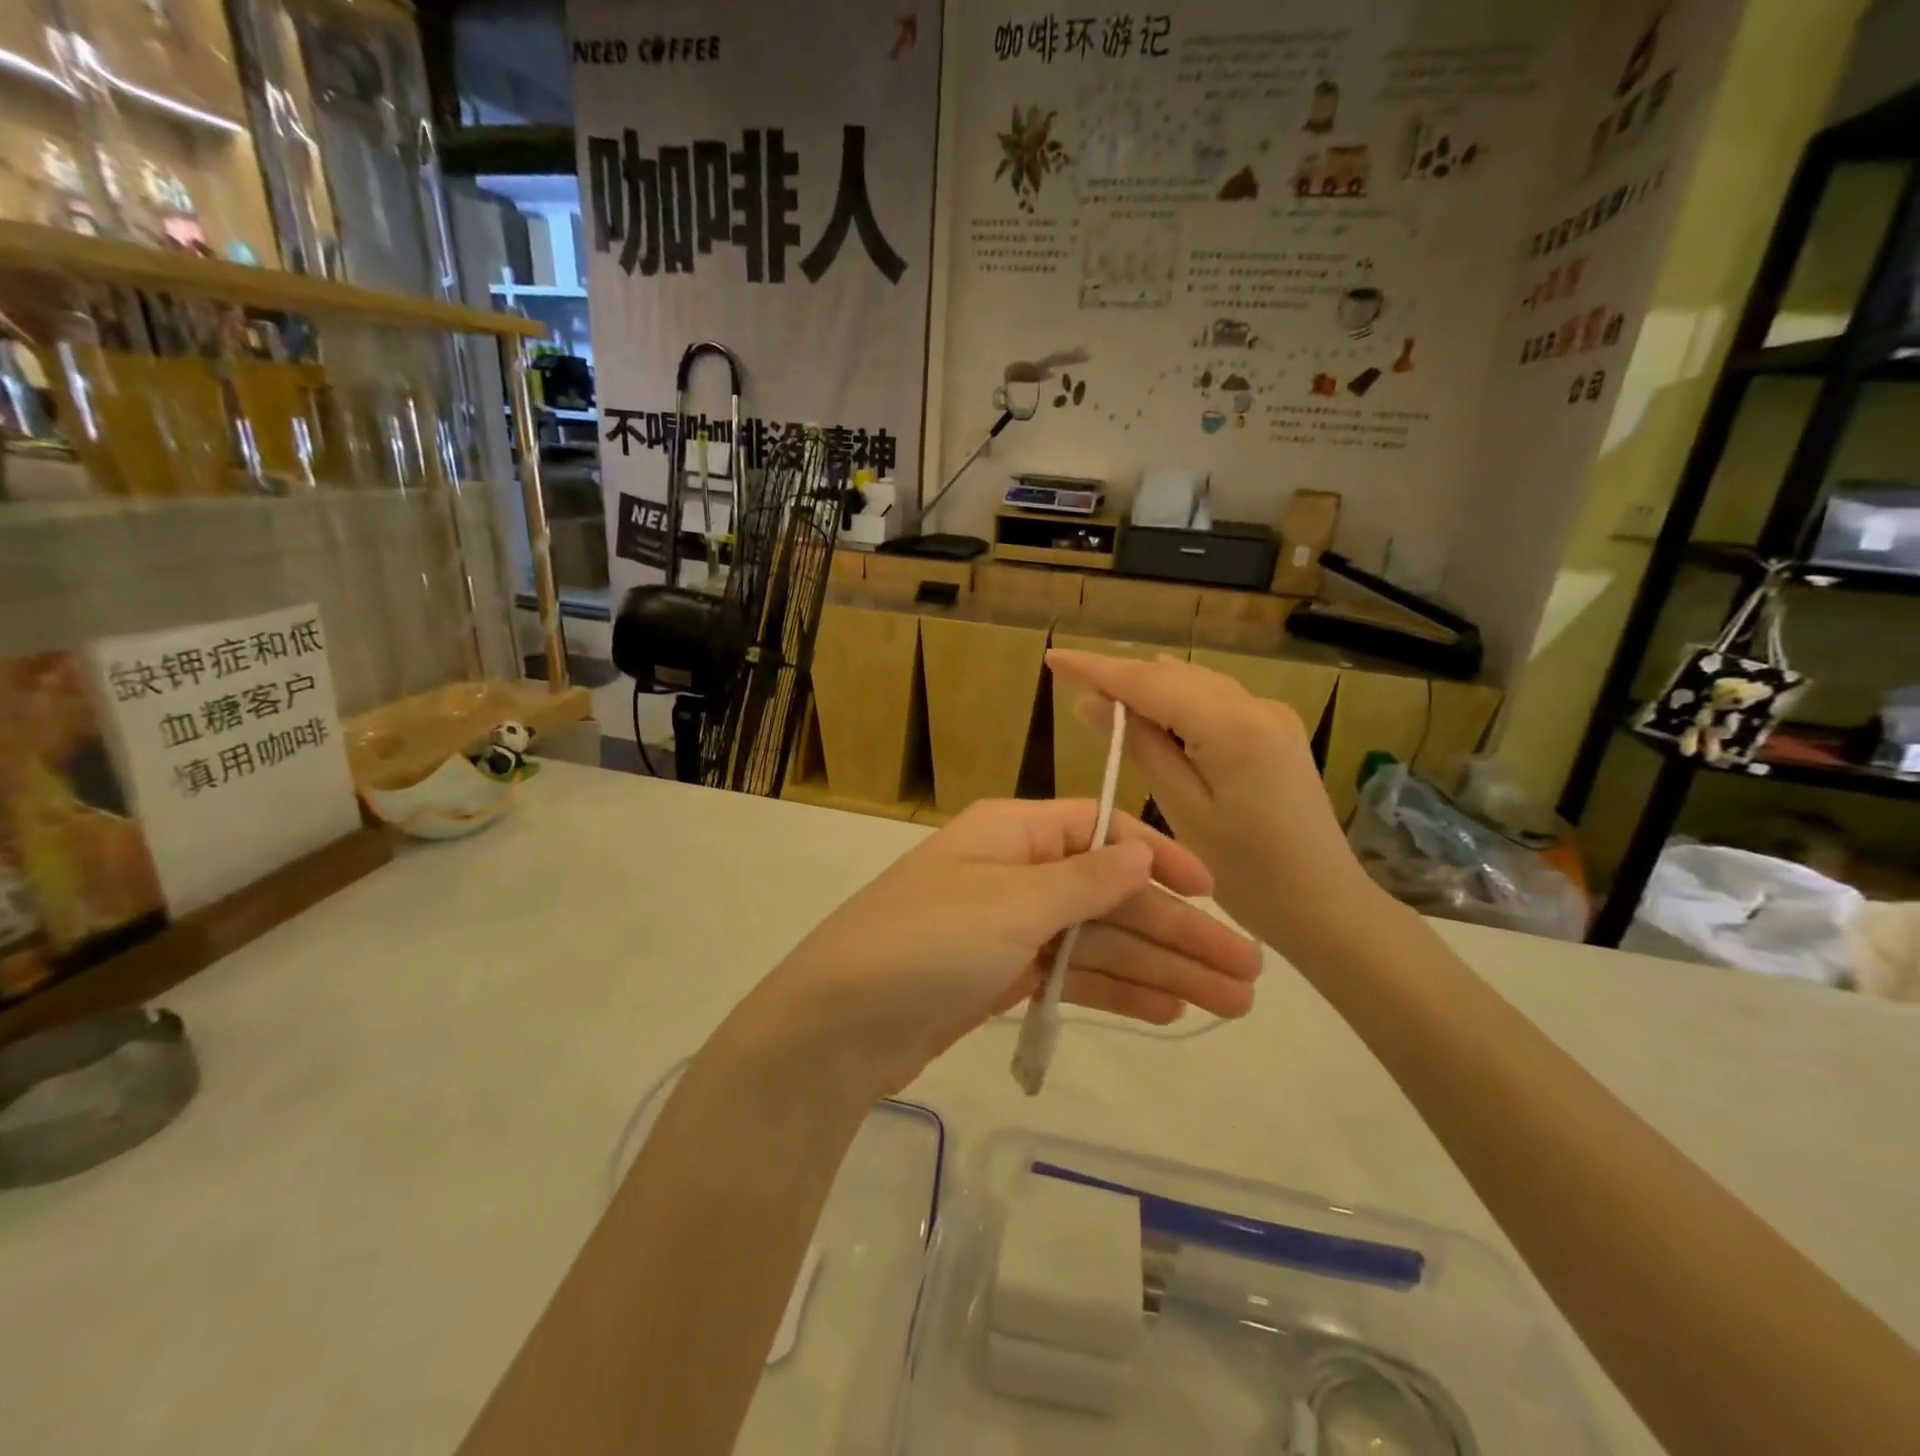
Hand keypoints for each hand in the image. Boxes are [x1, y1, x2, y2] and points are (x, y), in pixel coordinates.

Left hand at [754, 798, 1262, 1096]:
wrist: (839, 1026)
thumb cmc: (927, 943)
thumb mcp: (1010, 903)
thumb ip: (1083, 879)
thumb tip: (1141, 852)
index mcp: (1012, 834)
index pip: (1100, 831)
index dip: (1160, 859)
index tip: (1214, 892)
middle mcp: (1015, 873)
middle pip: (1110, 895)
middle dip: (1177, 930)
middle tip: (1248, 973)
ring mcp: (1009, 929)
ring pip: (1098, 942)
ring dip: (1161, 968)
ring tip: (1229, 1003)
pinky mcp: (1002, 978)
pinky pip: (1073, 976)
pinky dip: (1118, 992)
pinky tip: (1169, 1011)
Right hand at [1046, 650, 1390, 966]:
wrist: (1327, 906)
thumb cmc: (1249, 873)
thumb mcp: (1183, 810)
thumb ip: (1140, 747)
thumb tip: (1092, 702)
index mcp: (1233, 727)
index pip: (1149, 681)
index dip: (1097, 668)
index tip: (1054, 657)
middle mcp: (1256, 705)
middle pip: (1172, 676)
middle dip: (1120, 677)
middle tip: (1070, 685)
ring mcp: (1272, 715)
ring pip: (1193, 684)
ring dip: (1148, 689)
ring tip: (1101, 701)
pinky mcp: (1276, 731)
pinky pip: (1214, 702)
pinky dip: (1178, 704)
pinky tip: (1153, 717)